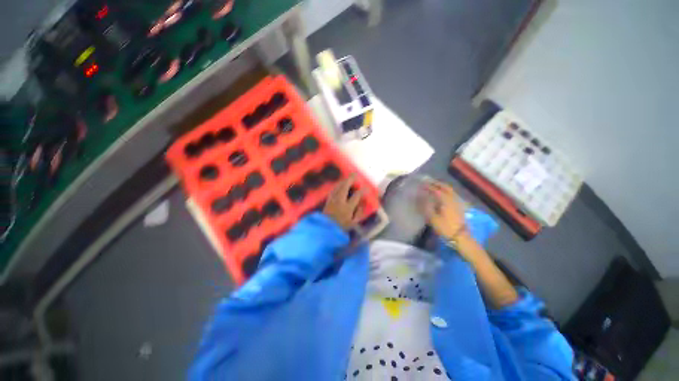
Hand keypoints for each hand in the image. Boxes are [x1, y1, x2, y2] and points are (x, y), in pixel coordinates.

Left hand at [323, 174, 363, 229]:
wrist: (326, 229)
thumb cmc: (341, 227)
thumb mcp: (353, 223)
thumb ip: (359, 213)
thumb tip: (362, 203)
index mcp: (347, 208)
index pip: (356, 196)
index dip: (362, 191)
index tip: (366, 188)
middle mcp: (339, 201)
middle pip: (344, 187)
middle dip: (350, 180)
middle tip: (355, 175)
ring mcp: (332, 200)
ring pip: (338, 187)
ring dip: (343, 181)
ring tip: (348, 178)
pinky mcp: (328, 200)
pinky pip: (333, 190)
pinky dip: (337, 185)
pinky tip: (340, 184)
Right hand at [418, 180, 466, 240]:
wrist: (461, 237)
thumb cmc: (445, 227)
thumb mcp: (432, 218)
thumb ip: (426, 206)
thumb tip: (420, 197)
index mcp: (445, 200)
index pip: (436, 189)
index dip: (428, 186)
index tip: (421, 184)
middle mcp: (452, 198)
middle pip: (445, 187)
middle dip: (436, 183)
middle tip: (428, 182)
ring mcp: (457, 202)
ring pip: (449, 190)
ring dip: (441, 186)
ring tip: (434, 186)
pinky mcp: (459, 206)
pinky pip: (452, 194)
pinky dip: (446, 191)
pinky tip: (442, 194)